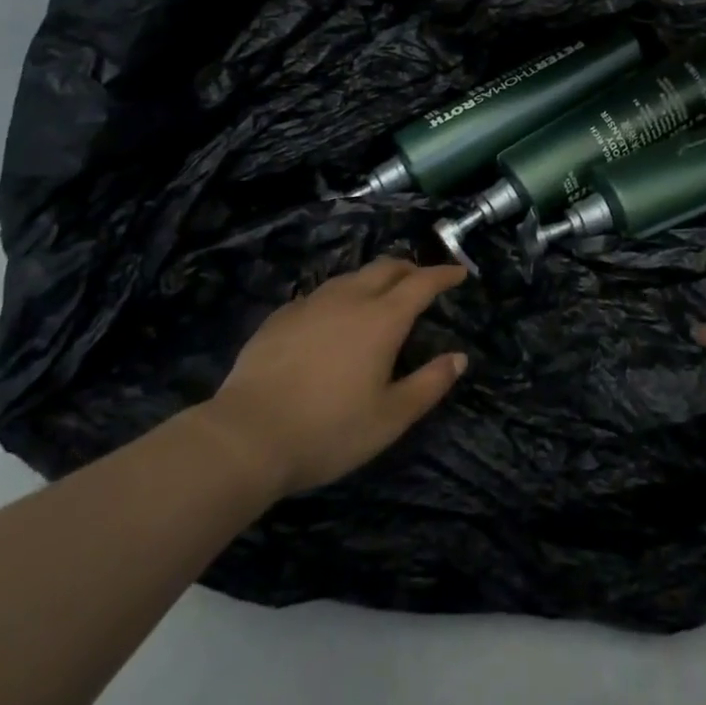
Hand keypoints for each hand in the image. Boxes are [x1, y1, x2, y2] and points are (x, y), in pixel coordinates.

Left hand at [198, 258, 468, 499]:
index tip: (458, 273)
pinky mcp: (281, 317)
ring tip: (379, 296)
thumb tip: (459, 358)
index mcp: (382, 318)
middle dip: (409, 268)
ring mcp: (311, 304)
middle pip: (386, 267)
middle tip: (421, 280)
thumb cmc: (328, 430)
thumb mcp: (390, 418)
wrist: (246, 436)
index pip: (421, 283)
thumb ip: (429, 385)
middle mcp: (350, 299)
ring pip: (351, 277)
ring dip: (373, 279)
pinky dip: (339, 297)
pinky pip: (320, 295)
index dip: (443, 275)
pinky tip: (332, 319)